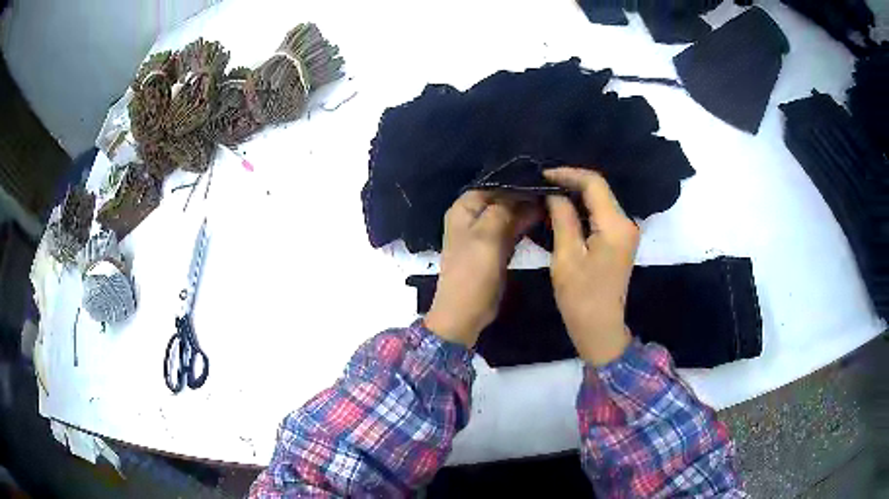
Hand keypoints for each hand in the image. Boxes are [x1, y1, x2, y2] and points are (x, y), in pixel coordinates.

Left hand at [425, 191, 539, 346]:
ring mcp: (484, 234)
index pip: (492, 185)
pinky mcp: (495, 248)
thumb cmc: (473, 271)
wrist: (466, 311)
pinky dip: (524, 225)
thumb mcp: (487, 234)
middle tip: (552, 190)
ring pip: (508, 215)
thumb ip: (503, 208)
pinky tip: (543, 218)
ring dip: (526, 210)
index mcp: (464, 209)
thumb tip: (522, 190)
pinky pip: (511, 230)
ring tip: (552, 201)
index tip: (540, 178)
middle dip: (524, 196)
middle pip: (501, 199)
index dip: (514, 182)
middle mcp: (473, 217)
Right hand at [544, 168, 638, 365]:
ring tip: (548, 193)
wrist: (600, 328)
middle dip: (571, 182)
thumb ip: (562, 218)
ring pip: (600, 200)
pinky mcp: (621, 240)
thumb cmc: (580, 297)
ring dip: (576, 194)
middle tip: (541, 183)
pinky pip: (602, 214)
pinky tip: (563, 210)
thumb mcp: (566, 256)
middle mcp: (626, 223)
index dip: (567, 174)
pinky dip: (583, 208)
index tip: (542, 175)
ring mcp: (626, 232)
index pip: (594, 183)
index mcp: (615, 225)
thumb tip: (554, 192)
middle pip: (599, 189)